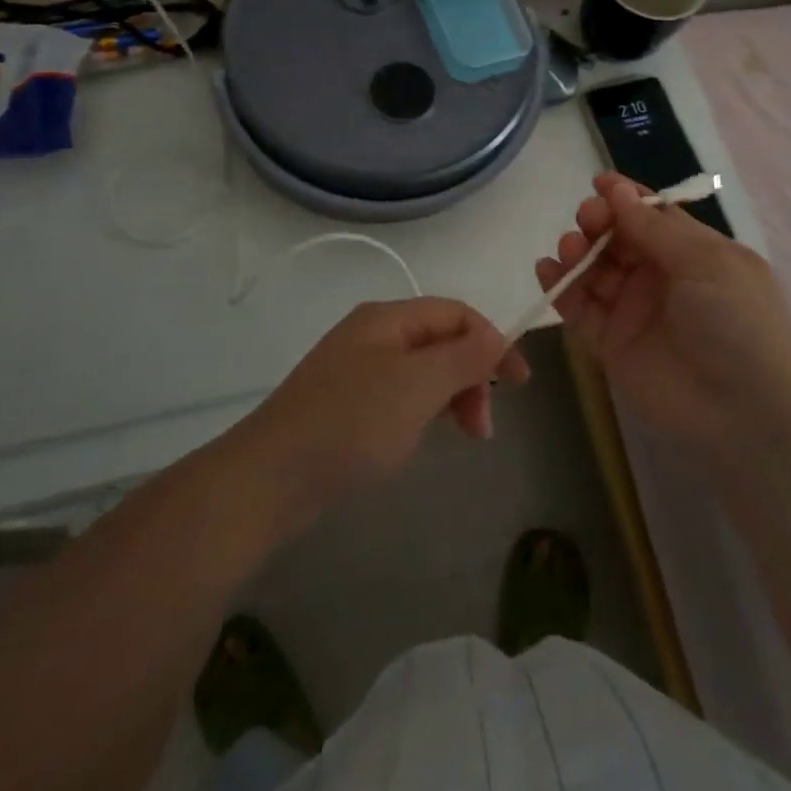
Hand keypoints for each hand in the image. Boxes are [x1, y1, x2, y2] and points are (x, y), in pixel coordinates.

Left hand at [239, 299, 528, 523]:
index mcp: (388, 318)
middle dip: (472, 375)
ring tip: (460, 436)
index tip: (520, 384)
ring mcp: (356, 370)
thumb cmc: (352, 423)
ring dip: (450, 397)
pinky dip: (422, 412)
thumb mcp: (418, 384)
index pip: (456, 313)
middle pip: (441, 340)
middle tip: (482, 427)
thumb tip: (497, 336)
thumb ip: (464, 356)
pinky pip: (399, 397)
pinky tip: (418, 440)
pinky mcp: (345, 405)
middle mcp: (372, 335)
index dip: (493, 341)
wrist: (270, 478)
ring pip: (422, 371)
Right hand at [536, 174, 790, 458]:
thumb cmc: (737, 320)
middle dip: (598, 223)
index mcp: (692, 252)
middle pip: (617, 239)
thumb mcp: (706, 262)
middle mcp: (660, 276)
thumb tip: (617, 190)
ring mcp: (633, 310)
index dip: (624, 198)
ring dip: (576, 252)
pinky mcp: (610, 343)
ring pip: (594, 269)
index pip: (651, 216)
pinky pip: (579, 308)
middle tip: (587, 220)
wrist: (746, 409)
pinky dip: (561, 288)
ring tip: (569, 250)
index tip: (598, 183)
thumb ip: (655, 227)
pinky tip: (548, 271)